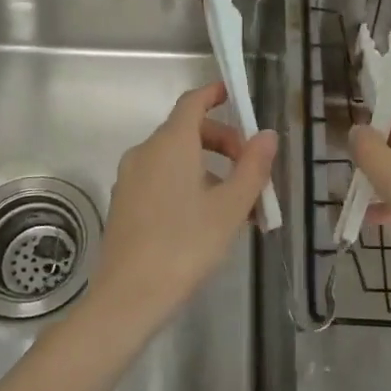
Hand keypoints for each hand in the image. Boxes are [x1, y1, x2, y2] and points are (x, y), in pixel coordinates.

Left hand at [84, 80, 277, 340]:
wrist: (129, 296)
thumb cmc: (186, 245)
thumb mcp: (230, 207)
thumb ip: (252, 167)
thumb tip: (267, 135)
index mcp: (171, 143)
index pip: (193, 102)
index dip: (214, 94)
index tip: (234, 96)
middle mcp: (146, 151)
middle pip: (187, 131)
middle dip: (222, 142)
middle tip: (250, 170)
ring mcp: (130, 177)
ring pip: (174, 158)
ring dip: (207, 168)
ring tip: (236, 205)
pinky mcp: (124, 202)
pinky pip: (160, 178)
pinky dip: (185, 183)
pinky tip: (205, 219)